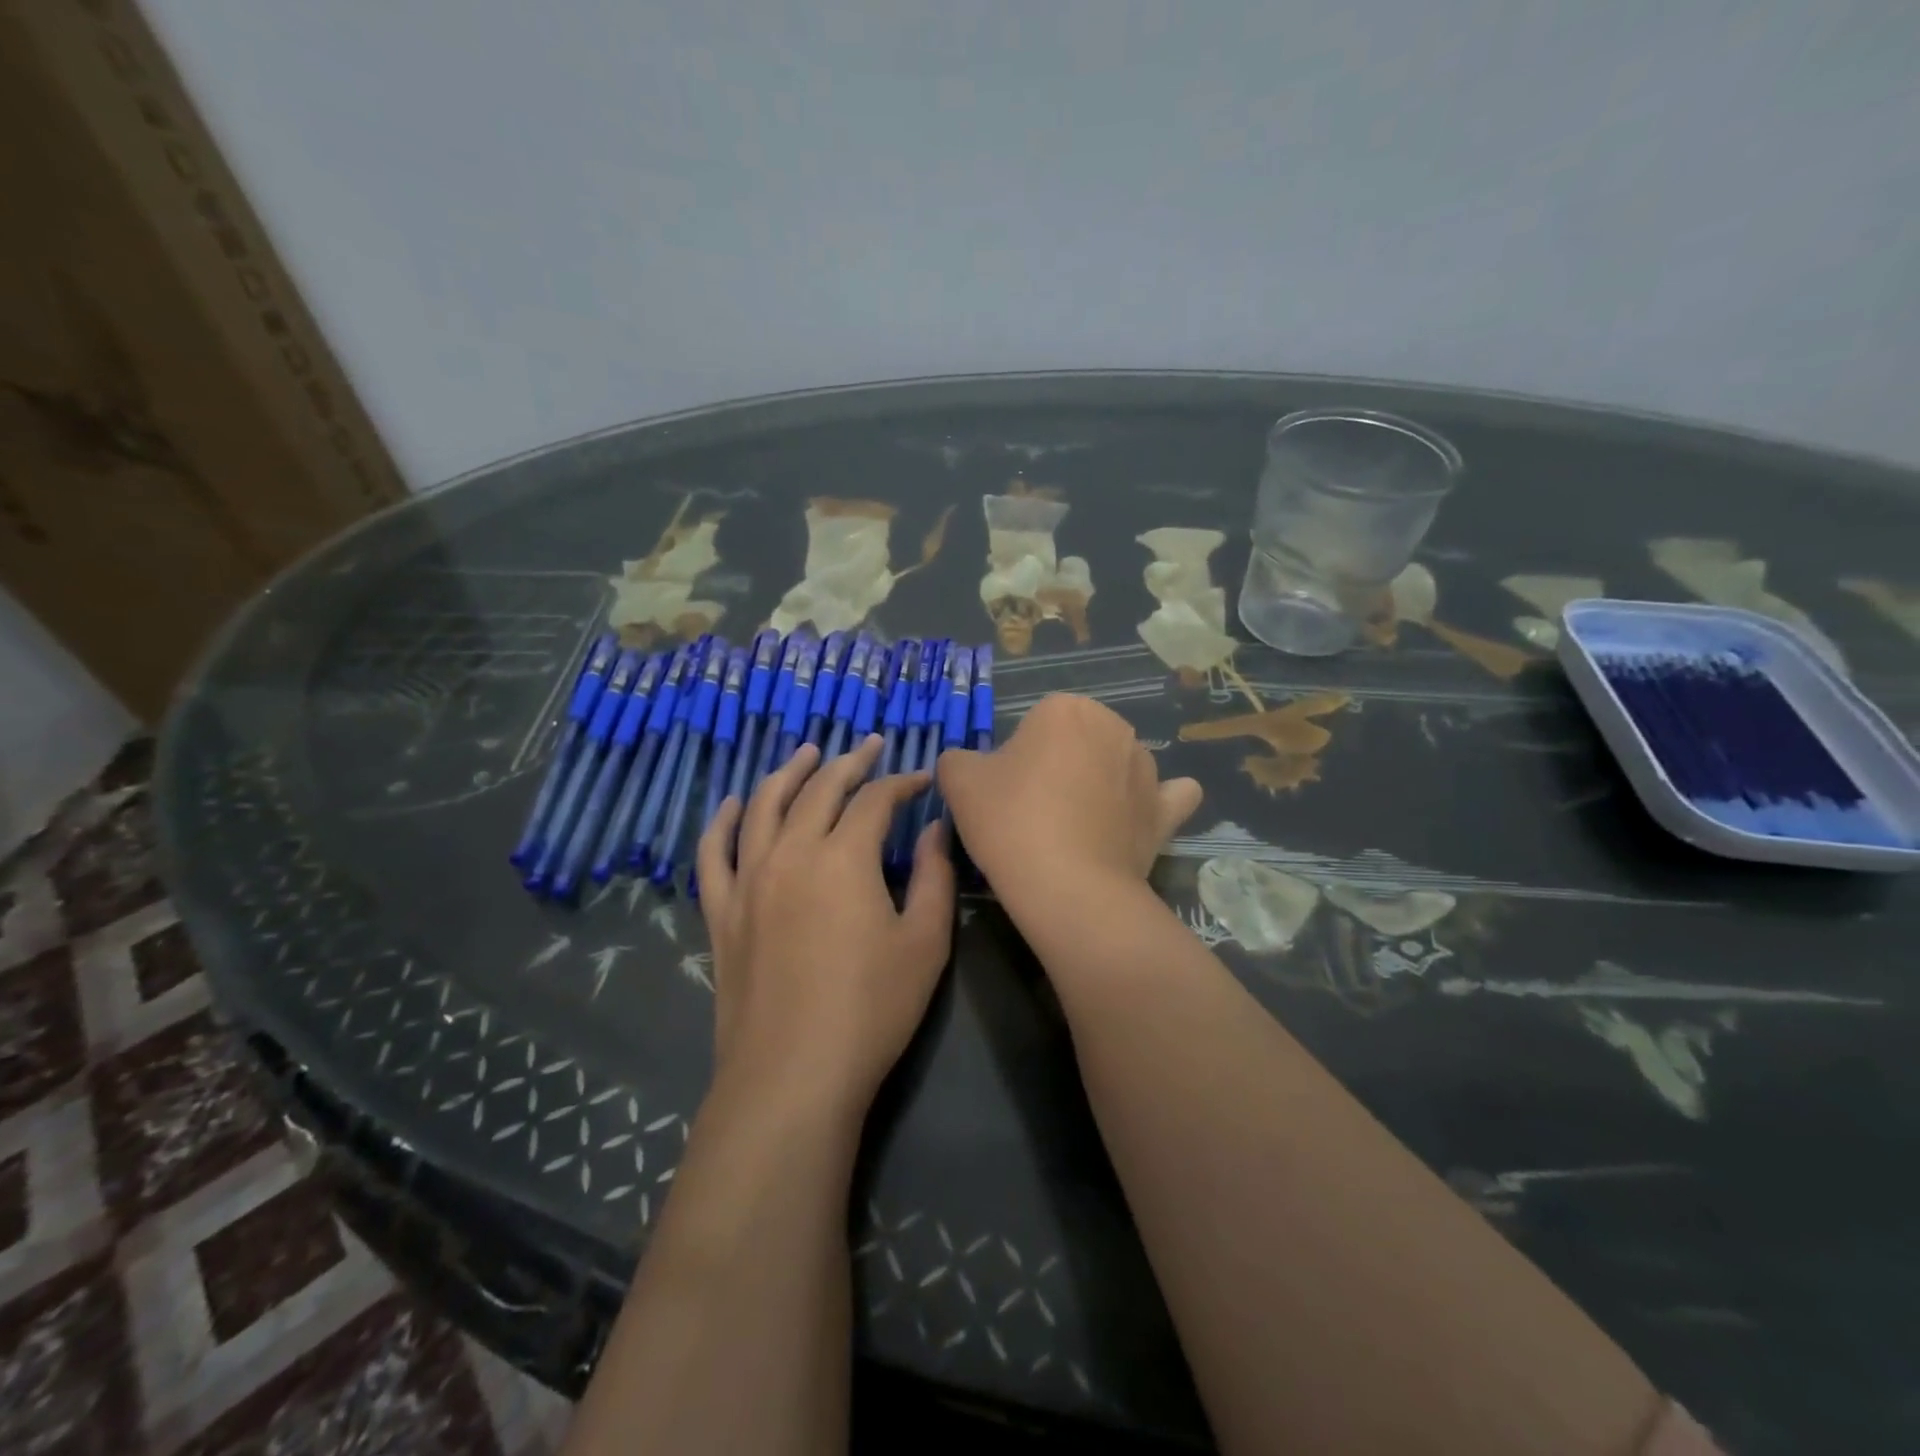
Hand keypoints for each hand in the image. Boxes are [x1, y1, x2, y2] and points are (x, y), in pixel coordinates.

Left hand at [695, 736, 955, 1116]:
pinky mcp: (722, 912)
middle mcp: (791, 853)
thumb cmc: (871, 1009)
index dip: (902, 783)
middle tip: (870, 747)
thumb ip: (935, 878)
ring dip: (787, 774)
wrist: (793, 1075)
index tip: (921, 779)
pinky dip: (720, 822)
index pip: (876, 800)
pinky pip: (713, 853)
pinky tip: (730, 805)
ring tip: (806, 753)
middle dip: (850, 763)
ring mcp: (748, 880)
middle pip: (820, 790)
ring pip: (762, 807)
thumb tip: (935, 831)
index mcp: (844, 857)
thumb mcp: (925, 943)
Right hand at [937, 694, 1201, 902]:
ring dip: (1100, 784)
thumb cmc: (1010, 821)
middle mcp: (1114, 727)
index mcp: (1065, 709)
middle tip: (1032, 812)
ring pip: (1115, 766)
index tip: (1005, 793)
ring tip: (1073, 830)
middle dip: (1058, 766)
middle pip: (1076, 741)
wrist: (1067, 886)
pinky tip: (1137, 816)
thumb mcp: (959, 781)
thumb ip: (958, 759)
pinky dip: (1154, 802)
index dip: (1015, 758)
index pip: (1033, 725)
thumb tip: (969, 764)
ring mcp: (1147, 768)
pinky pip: (1167, 796)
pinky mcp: (1165, 810)